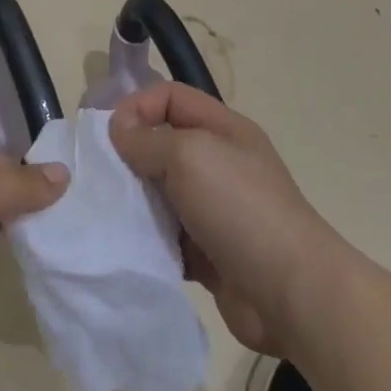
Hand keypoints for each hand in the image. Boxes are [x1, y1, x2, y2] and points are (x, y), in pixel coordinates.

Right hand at [110, 83, 334, 355]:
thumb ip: (147, 139)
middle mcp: (218, 163)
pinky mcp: (206, 251)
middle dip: (128, 155)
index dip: (137, 106)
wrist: (291, 293)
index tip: (109, 136)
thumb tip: (118, 131)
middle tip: (99, 176)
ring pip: (159, 192)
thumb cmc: (241, 208)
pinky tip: (126, 245)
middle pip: (161, 143)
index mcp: (223, 130)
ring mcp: (214, 209)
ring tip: (107, 212)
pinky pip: (164, 234)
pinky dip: (145, 238)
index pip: (170, 97)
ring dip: (132, 200)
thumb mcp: (190, 155)